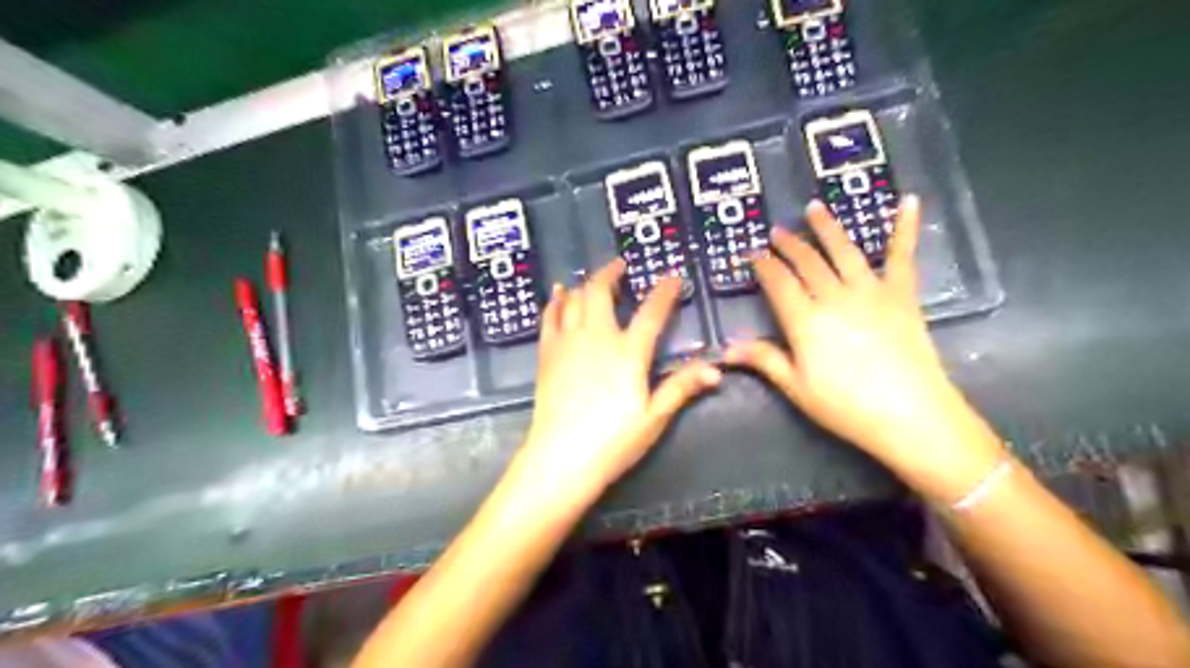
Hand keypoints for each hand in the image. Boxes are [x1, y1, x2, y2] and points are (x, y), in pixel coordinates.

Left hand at [517, 258, 719, 504]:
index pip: (651, 312)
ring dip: (586, 283)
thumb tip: (717, 370)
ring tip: (593, 277)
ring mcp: (568, 343)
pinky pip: (549, 317)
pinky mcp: (547, 354)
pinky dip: (556, 301)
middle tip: (620, 265)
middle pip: (601, 292)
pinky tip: (559, 294)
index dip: (664, 291)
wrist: (561, 457)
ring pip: (574, 299)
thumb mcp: (654, 417)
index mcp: (628, 352)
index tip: (672, 276)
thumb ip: (681, 387)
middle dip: (611, 273)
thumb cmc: (613, 440)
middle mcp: (596, 337)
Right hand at [725, 194, 1001, 486]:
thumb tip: (726, 350)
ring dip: (827, 228)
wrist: (910, 415)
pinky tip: (908, 202)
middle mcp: (834, 297)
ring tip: (814, 208)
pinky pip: (902, 255)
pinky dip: (905, 228)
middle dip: (789, 245)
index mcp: (805, 320)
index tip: (754, 254)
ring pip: (843, 251)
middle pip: (807, 262)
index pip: (779, 283)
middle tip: (777, 231)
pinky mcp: (902, 294)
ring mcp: (870, 291)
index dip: (764, 266)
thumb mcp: (796, 387)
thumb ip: (764, 360)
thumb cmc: (846, 406)